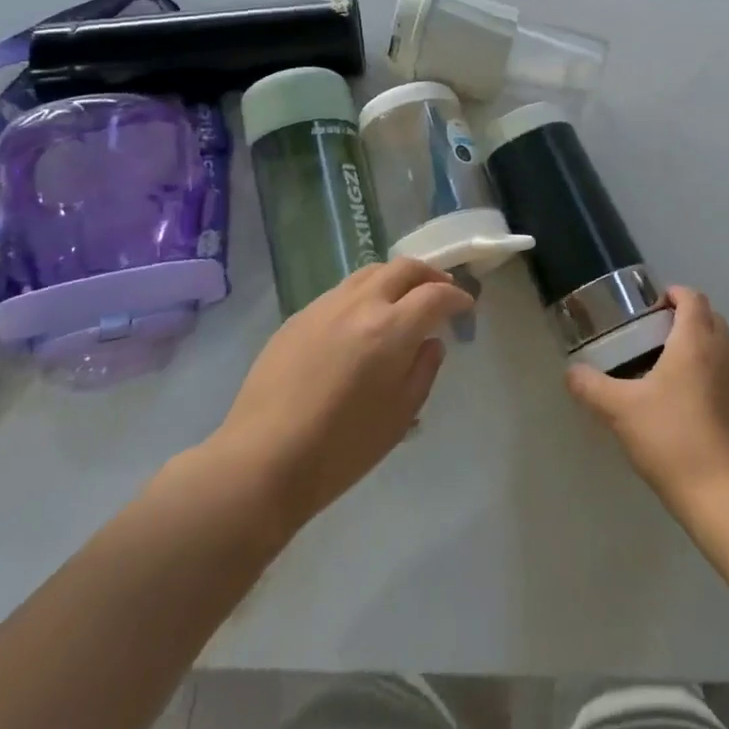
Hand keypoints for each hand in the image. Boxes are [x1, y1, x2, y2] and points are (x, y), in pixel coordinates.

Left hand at [210, 258, 473, 531]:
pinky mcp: (299, 316)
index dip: (457, 297)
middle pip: (404, 268)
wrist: (262, 460)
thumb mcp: (399, 417)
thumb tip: (431, 342)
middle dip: (430, 276)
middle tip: (441, 293)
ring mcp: (325, 306)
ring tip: (403, 300)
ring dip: (396, 278)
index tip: (466, 306)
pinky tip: (362, 321)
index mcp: (390, 329)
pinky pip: (341, 291)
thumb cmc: (340, 449)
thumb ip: (423, 371)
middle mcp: (360, 305)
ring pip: (370, 272)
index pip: (435, 296)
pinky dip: (365, 294)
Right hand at [565, 286, 728, 516]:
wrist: (724, 496)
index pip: (692, 298)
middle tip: (654, 336)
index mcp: (695, 342)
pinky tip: (691, 407)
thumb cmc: (671, 439)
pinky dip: (713, 376)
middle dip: (686, 318)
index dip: (673, 294)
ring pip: (723, 348)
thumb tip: (571, 372)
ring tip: (670, 371)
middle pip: (711, 318)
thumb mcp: (620, 411)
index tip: (650, 308)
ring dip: (701, 347)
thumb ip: (591, 387)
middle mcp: (724, 354)